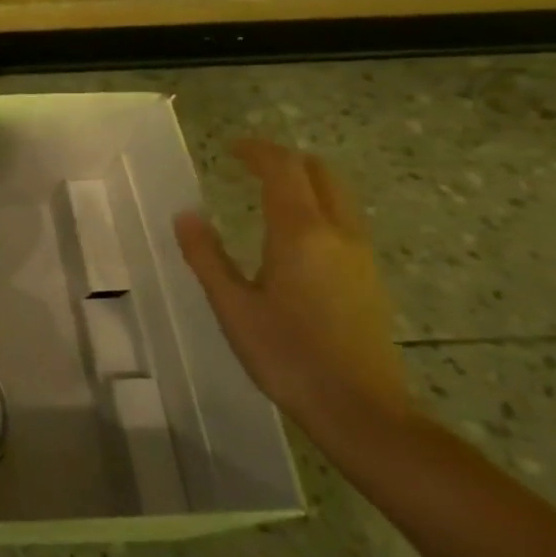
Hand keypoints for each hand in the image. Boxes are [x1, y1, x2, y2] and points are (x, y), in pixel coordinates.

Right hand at [174, 139, 412, 447]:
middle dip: (286, 160)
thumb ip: (206, 255)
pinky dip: (318, 207)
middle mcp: (338, 233)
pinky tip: (293, 234)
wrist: (361, 409)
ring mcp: (361, 256)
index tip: (231, 147)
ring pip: (338, 197)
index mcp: (301, 233)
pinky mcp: (369, 279)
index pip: (284, 170)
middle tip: (250, 163)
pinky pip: (344, 221)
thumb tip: (186, 215)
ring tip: (269, 191)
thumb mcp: (231, 305)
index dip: (258, 151)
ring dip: (306, 182)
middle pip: (321, 174)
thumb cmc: (286, 354)